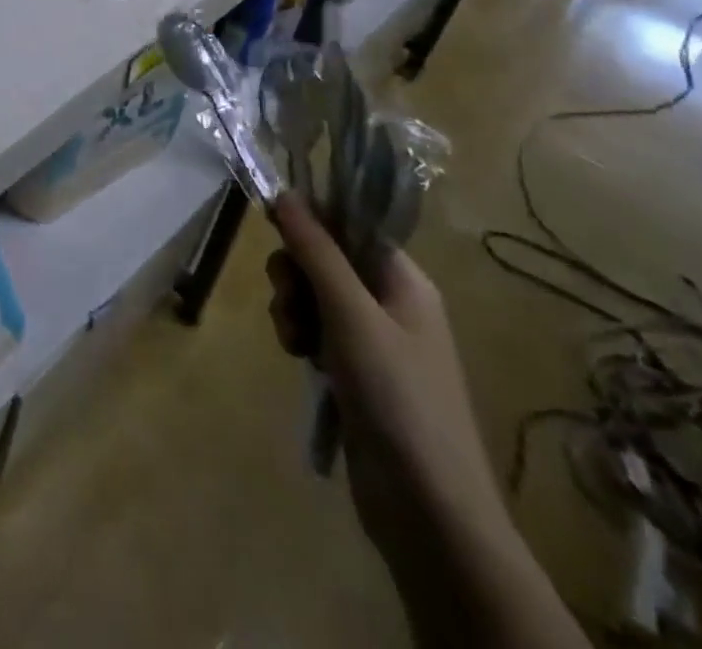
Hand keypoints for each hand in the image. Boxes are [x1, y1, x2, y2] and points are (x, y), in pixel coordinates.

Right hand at [266, 194, 510, 571]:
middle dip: (295, 272)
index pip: (350, 224)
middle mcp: (390, 302)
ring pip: (313, 294)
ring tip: (294, 341)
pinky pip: (315, 330)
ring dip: (292, 308)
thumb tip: (285, 193)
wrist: (428, 509)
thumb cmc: (397, 397)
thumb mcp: (351, 315)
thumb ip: (316, 252)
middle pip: (325, 258)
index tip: (273, 225)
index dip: (311, 219)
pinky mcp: (354, 371)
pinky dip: (300, 337)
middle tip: (290, 298)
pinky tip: (298, 359)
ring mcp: (372, 339)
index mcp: (404, 281)